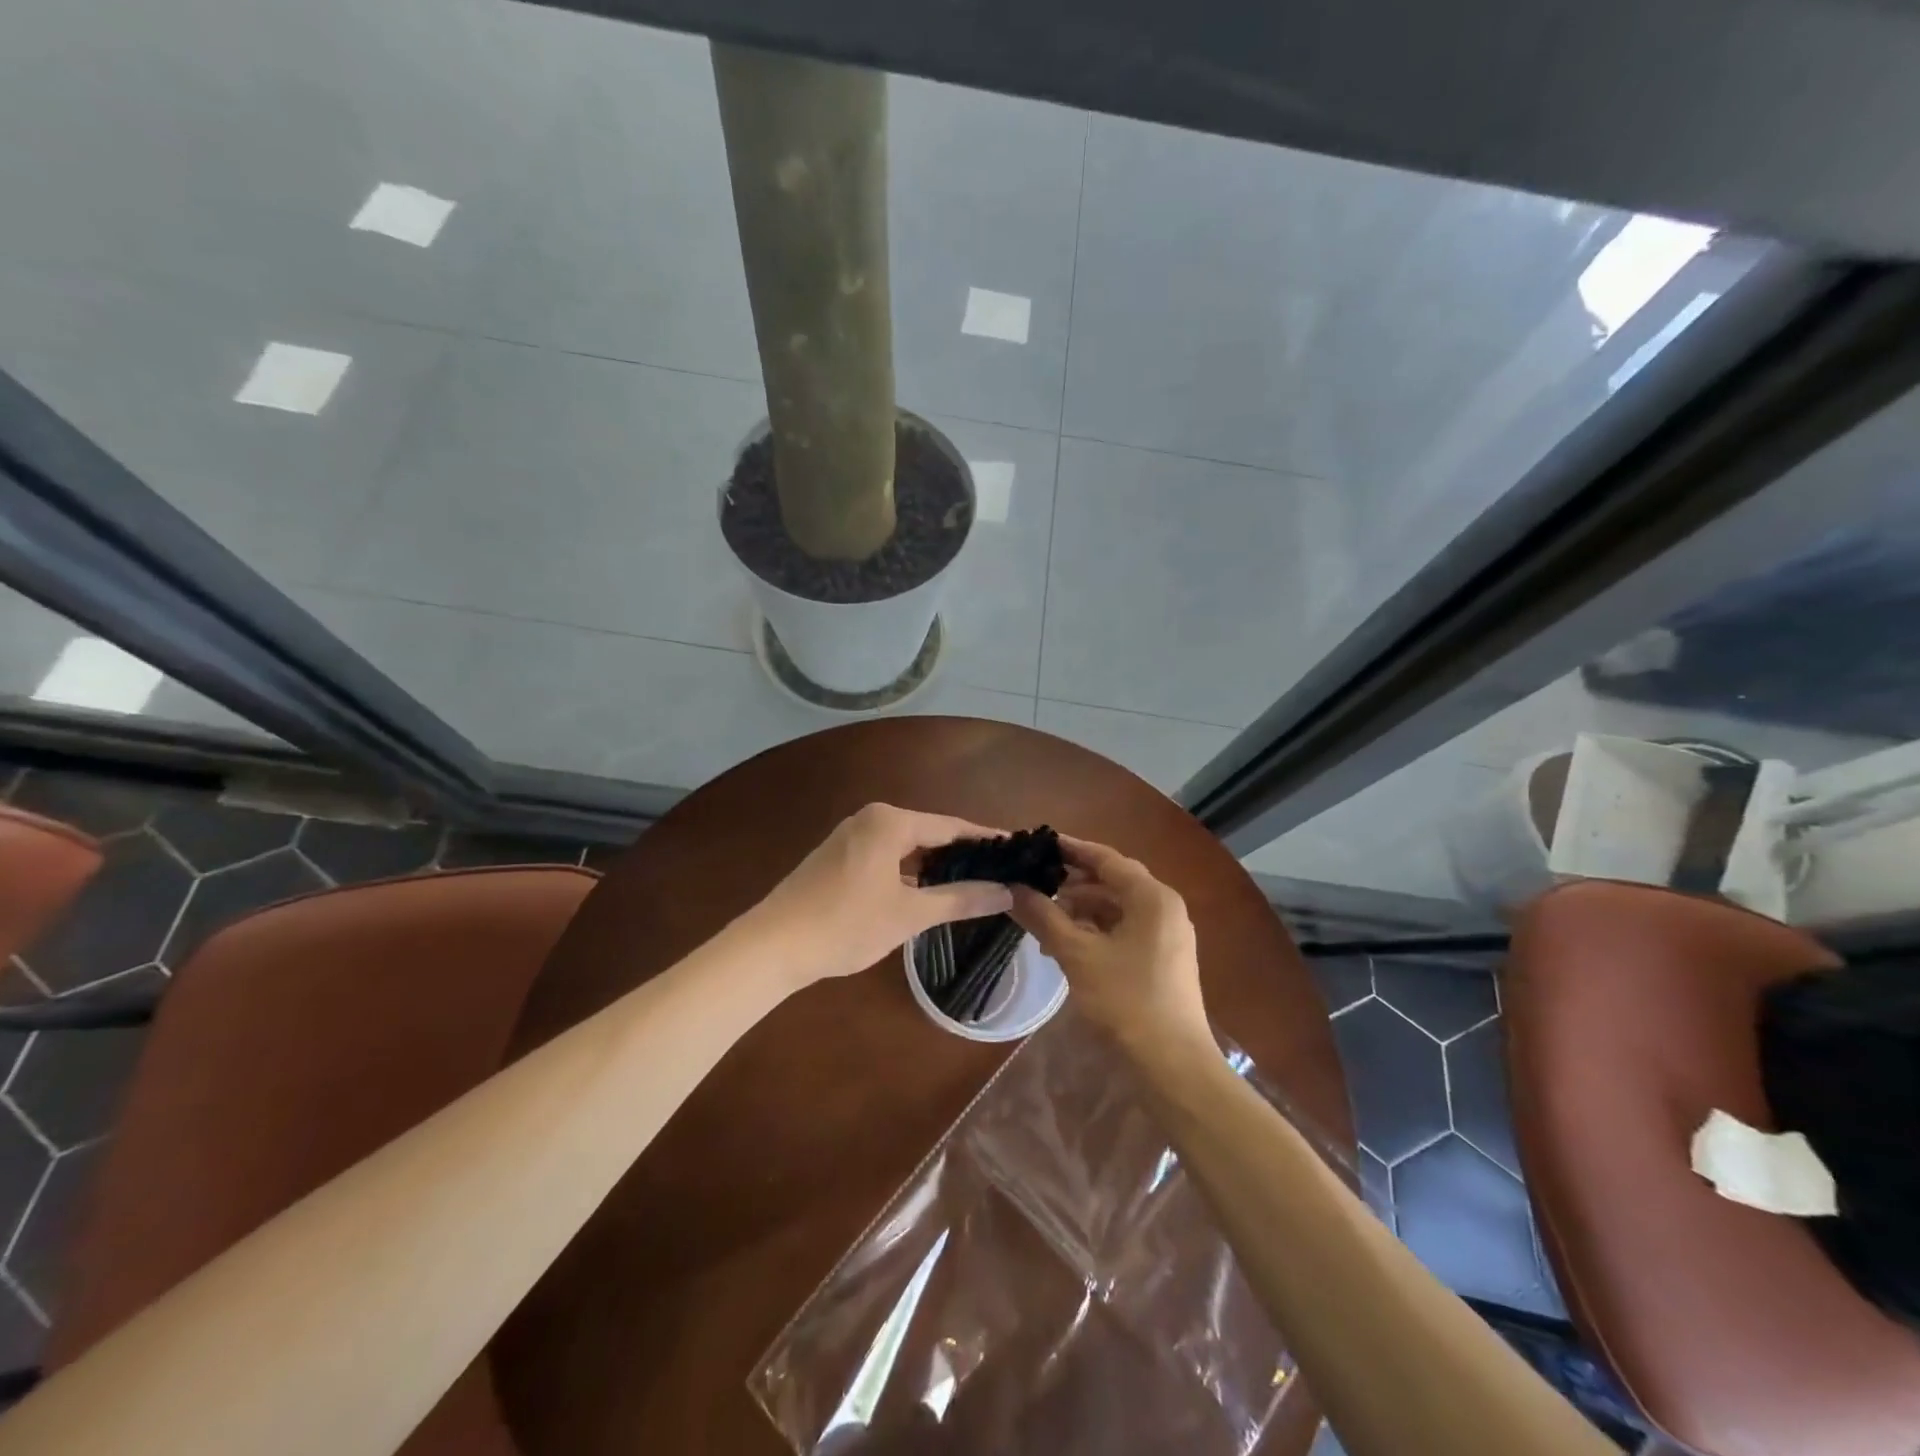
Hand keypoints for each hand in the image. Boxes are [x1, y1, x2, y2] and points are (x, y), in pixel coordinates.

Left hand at [743, 803, 1014, 989]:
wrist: (772, 946)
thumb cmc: (846, 925)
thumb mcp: (909, 914)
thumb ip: (960, 899)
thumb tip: (1007, 892)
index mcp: (890, 821)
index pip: (952, 826)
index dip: (986, 840)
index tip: (1017, 850)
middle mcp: (871, 818)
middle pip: (930, 833)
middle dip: (963, 855)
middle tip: (1001, 874)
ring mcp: (851, 836)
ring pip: (907, 846)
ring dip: (936, 866)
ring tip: (973, 885)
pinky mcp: (838, 857)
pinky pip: (887, 856)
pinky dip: (910, 872)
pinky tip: (927, 893)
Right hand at [1008, 836, 1210, 1059]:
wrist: (1173, 1065)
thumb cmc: (1126, 1001)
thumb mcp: (1077, 955)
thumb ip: (1044, 917)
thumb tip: (1012, 887)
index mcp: (1152, 897)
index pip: (1105, 858)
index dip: (1070, 849)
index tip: (1036, 844)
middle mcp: (1164, 907)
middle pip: (1112, 881)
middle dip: (1071, 883)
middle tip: (1033, 882)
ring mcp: (1167, 934)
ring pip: (1117, 908)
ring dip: (1081, 910)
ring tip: (1043, 919)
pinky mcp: (1163, 958)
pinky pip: (1125, 930)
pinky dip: (1096, 931)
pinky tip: (1066, 945)